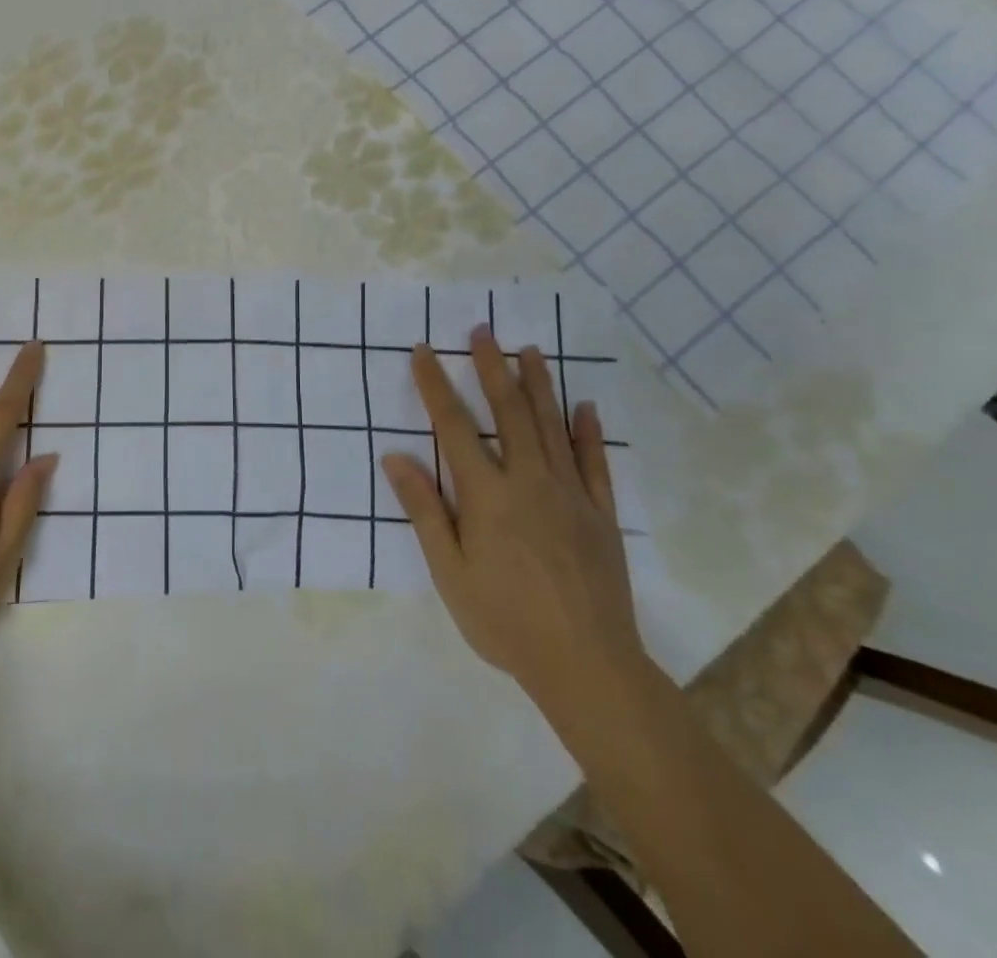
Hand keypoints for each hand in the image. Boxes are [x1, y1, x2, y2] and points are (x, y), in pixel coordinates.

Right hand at [382, 328, 641, 704]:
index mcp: (486, 494)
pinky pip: (595, 463)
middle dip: (492, 368)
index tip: (424, 351)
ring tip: (530, 350)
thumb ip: (424, 510)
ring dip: (538, 385)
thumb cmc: (504, 620)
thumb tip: (395, 456)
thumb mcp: (449, 571)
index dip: (435, 385)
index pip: (454, 426)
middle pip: (508, 412)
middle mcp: (528, 481)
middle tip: (483, 331)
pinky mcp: (601, 514)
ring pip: (552, 427)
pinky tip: (585, 407)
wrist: (586, 665)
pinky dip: (588, 432)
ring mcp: (571, 494)